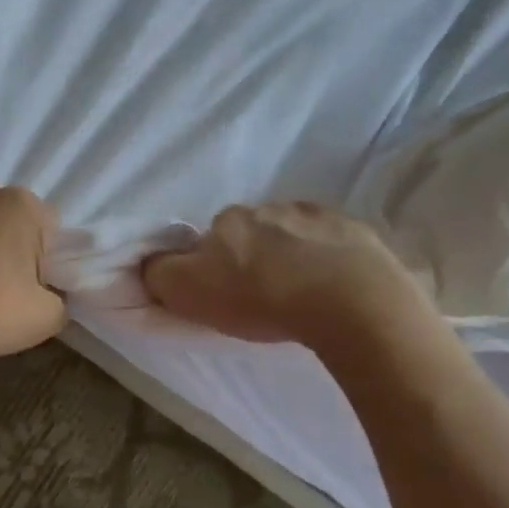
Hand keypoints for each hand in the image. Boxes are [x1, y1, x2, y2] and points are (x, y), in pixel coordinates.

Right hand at [142, 202, 429, 344]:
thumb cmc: (260, 298)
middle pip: (252, 233)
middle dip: (254, 256)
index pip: (209, 240)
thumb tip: (152, 263)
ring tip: (304, 293)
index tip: (225, 294)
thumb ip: (160, 274)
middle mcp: (268, 207)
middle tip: (265, 296)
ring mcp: (316, 216)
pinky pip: (333, 242)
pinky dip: (329, 258)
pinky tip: (335, 286)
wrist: (350, 300)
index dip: (213, 267)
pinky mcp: (356, 230)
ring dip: (292, 255)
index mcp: (227, 220)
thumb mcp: (189, 292)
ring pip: (293, 234)